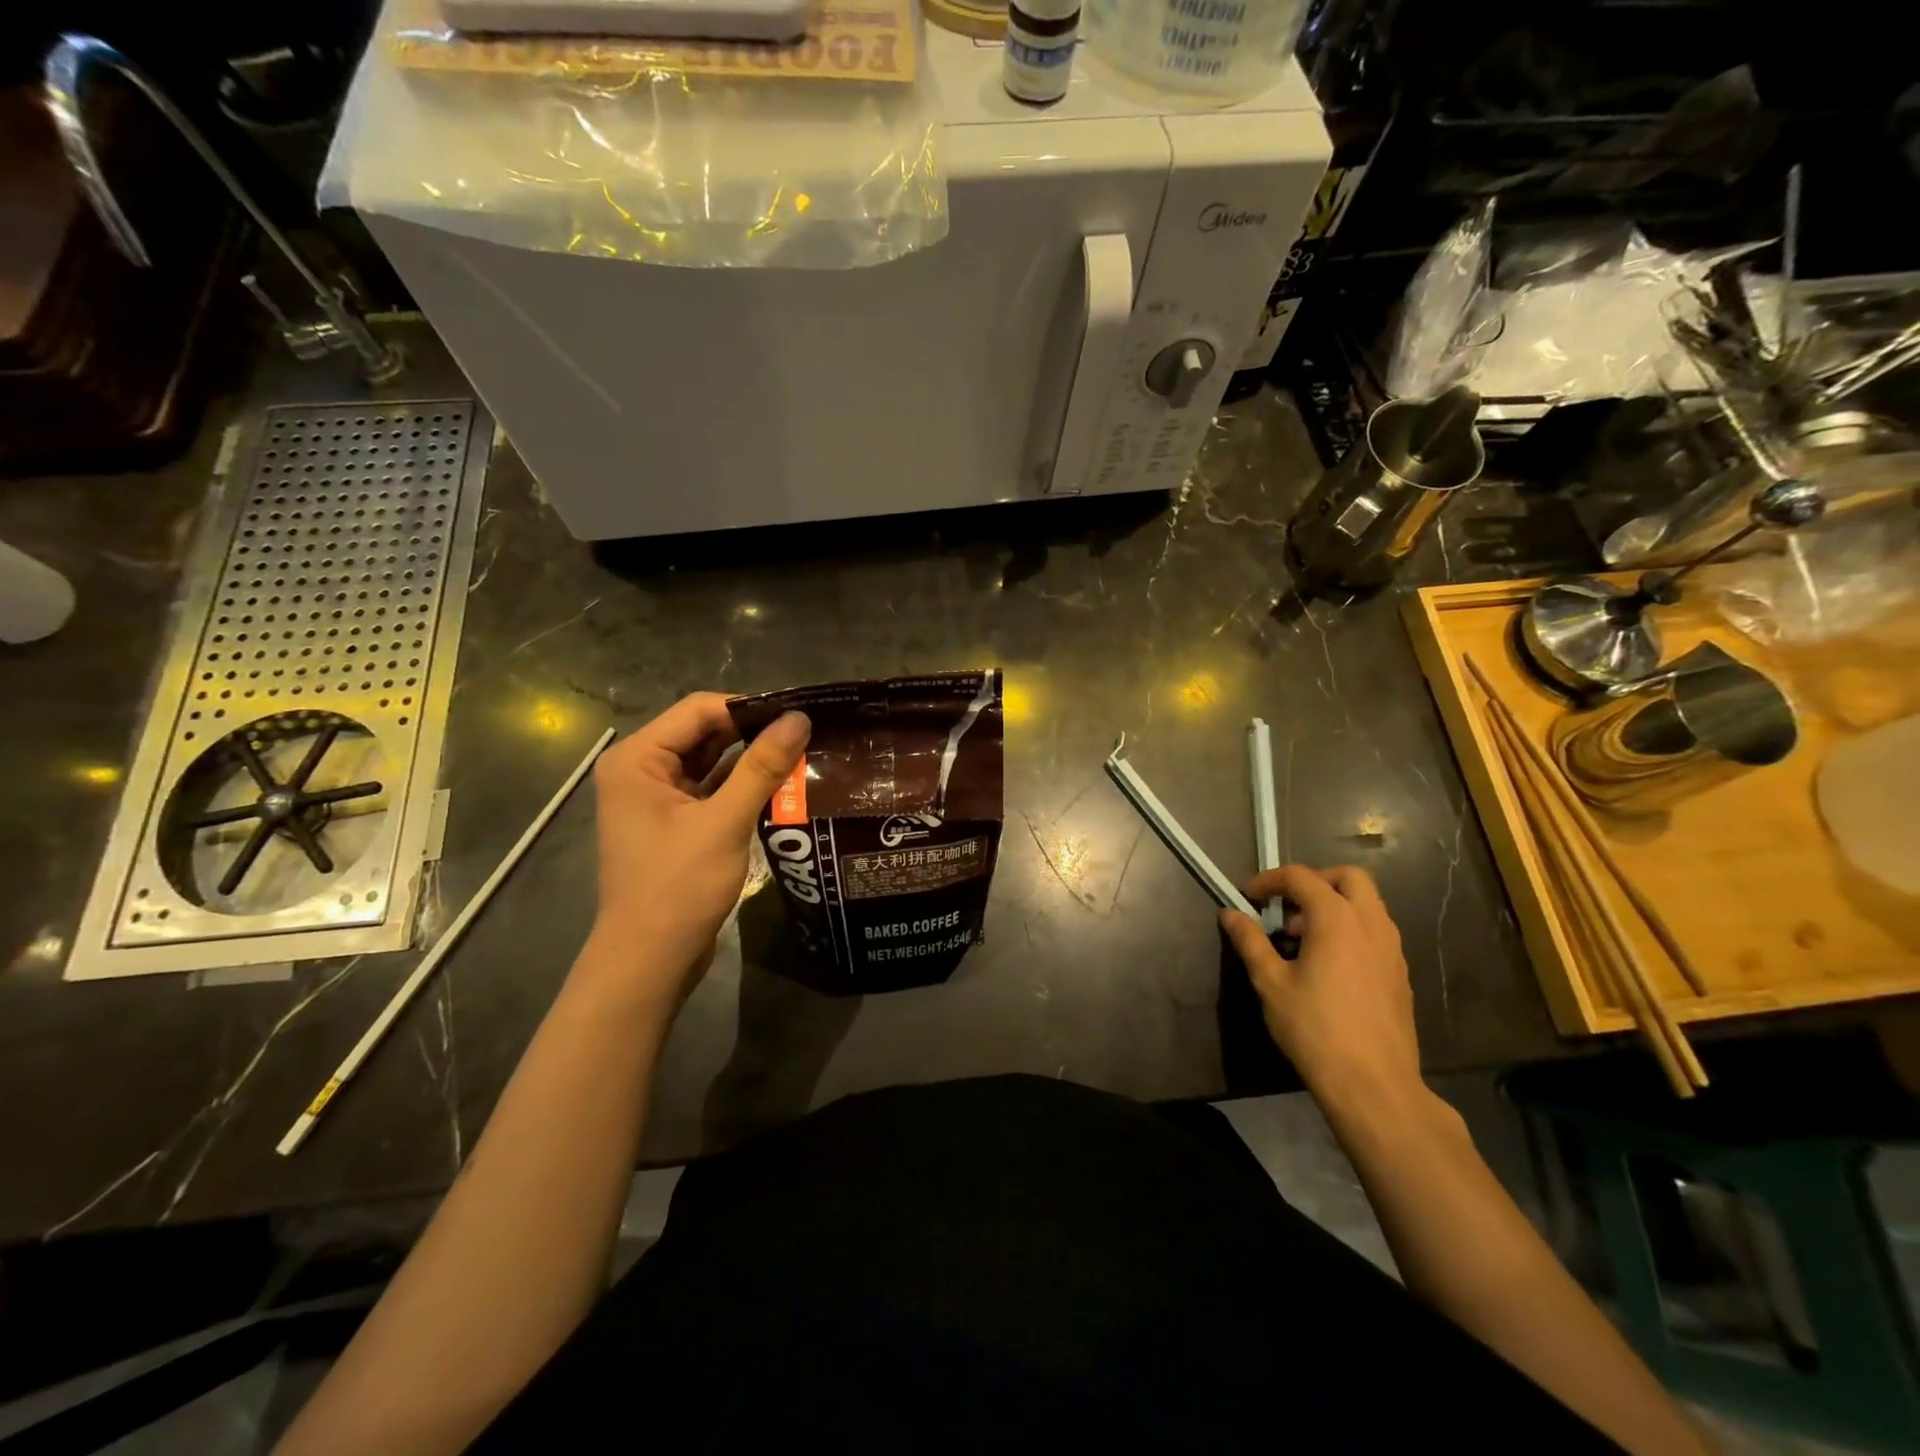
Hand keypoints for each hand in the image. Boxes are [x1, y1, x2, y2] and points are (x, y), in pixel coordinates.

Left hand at [582, 694, 808, 1006]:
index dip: (749, 707)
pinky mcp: (673, 822)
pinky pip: (711, 789)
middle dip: (753, 732)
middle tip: (807, 733)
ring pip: (711, 761)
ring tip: (803, 753)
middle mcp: (641, 769)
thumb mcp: (724, 822)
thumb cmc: (678, 887)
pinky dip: (742, 786)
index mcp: (637, 758)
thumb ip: (762, 766)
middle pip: (704, 732)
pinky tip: (782, 786)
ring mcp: (656, 797)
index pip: (699, 709)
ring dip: (752, 760)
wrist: (649, 960)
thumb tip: (799, 718)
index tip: (799, 713)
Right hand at [1220, 865, 1423, 1115]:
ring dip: (1334, 905)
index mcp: (1336, 918)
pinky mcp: (1400, 973)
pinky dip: (1351, 930)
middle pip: (1348, 878)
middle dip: (1314, 882)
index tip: (1249, 897)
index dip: (1270, 880)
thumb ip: (1250, 941)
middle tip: (1287, 907)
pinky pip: (1376, 932)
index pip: (1301, 877)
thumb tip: (1230, 914)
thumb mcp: (1270, 982)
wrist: (1374, 1085)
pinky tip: (1329, 965)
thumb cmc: (1315, 1028)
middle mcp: (1371, 923)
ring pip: (1367, 904)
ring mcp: (1392, 948)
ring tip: (1303, 939)